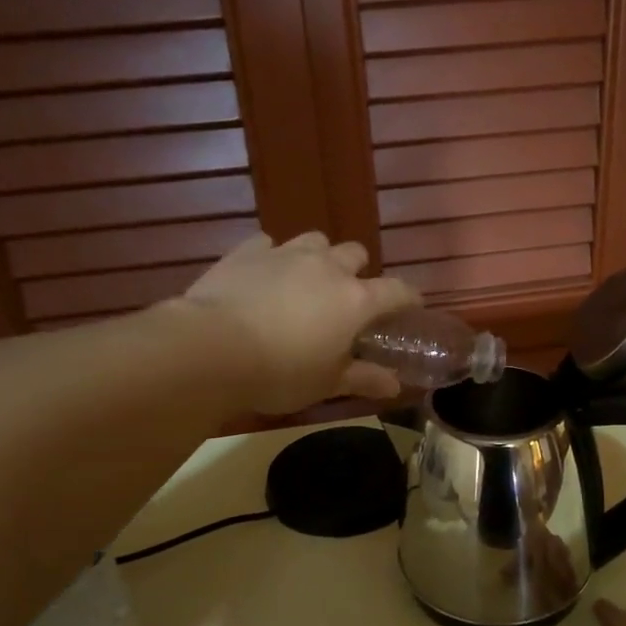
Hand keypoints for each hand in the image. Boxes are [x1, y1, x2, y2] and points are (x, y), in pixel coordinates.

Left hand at [178, 231, 419, 413]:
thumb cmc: (280, 373)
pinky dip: (272, 257)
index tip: (411, 306)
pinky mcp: (248, 251)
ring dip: (318, 256)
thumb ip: (363, 378)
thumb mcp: (326, 384)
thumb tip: (394, 385)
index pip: (397, 291)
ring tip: (306, 280)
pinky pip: (268, 244)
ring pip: (315, 240)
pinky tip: (263, 275)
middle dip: (357, 271)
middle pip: (355, 254)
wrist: (213, 349)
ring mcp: (286, 254)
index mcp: (355, 301)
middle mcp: (327, 268)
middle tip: (346, 298)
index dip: (409, 297)